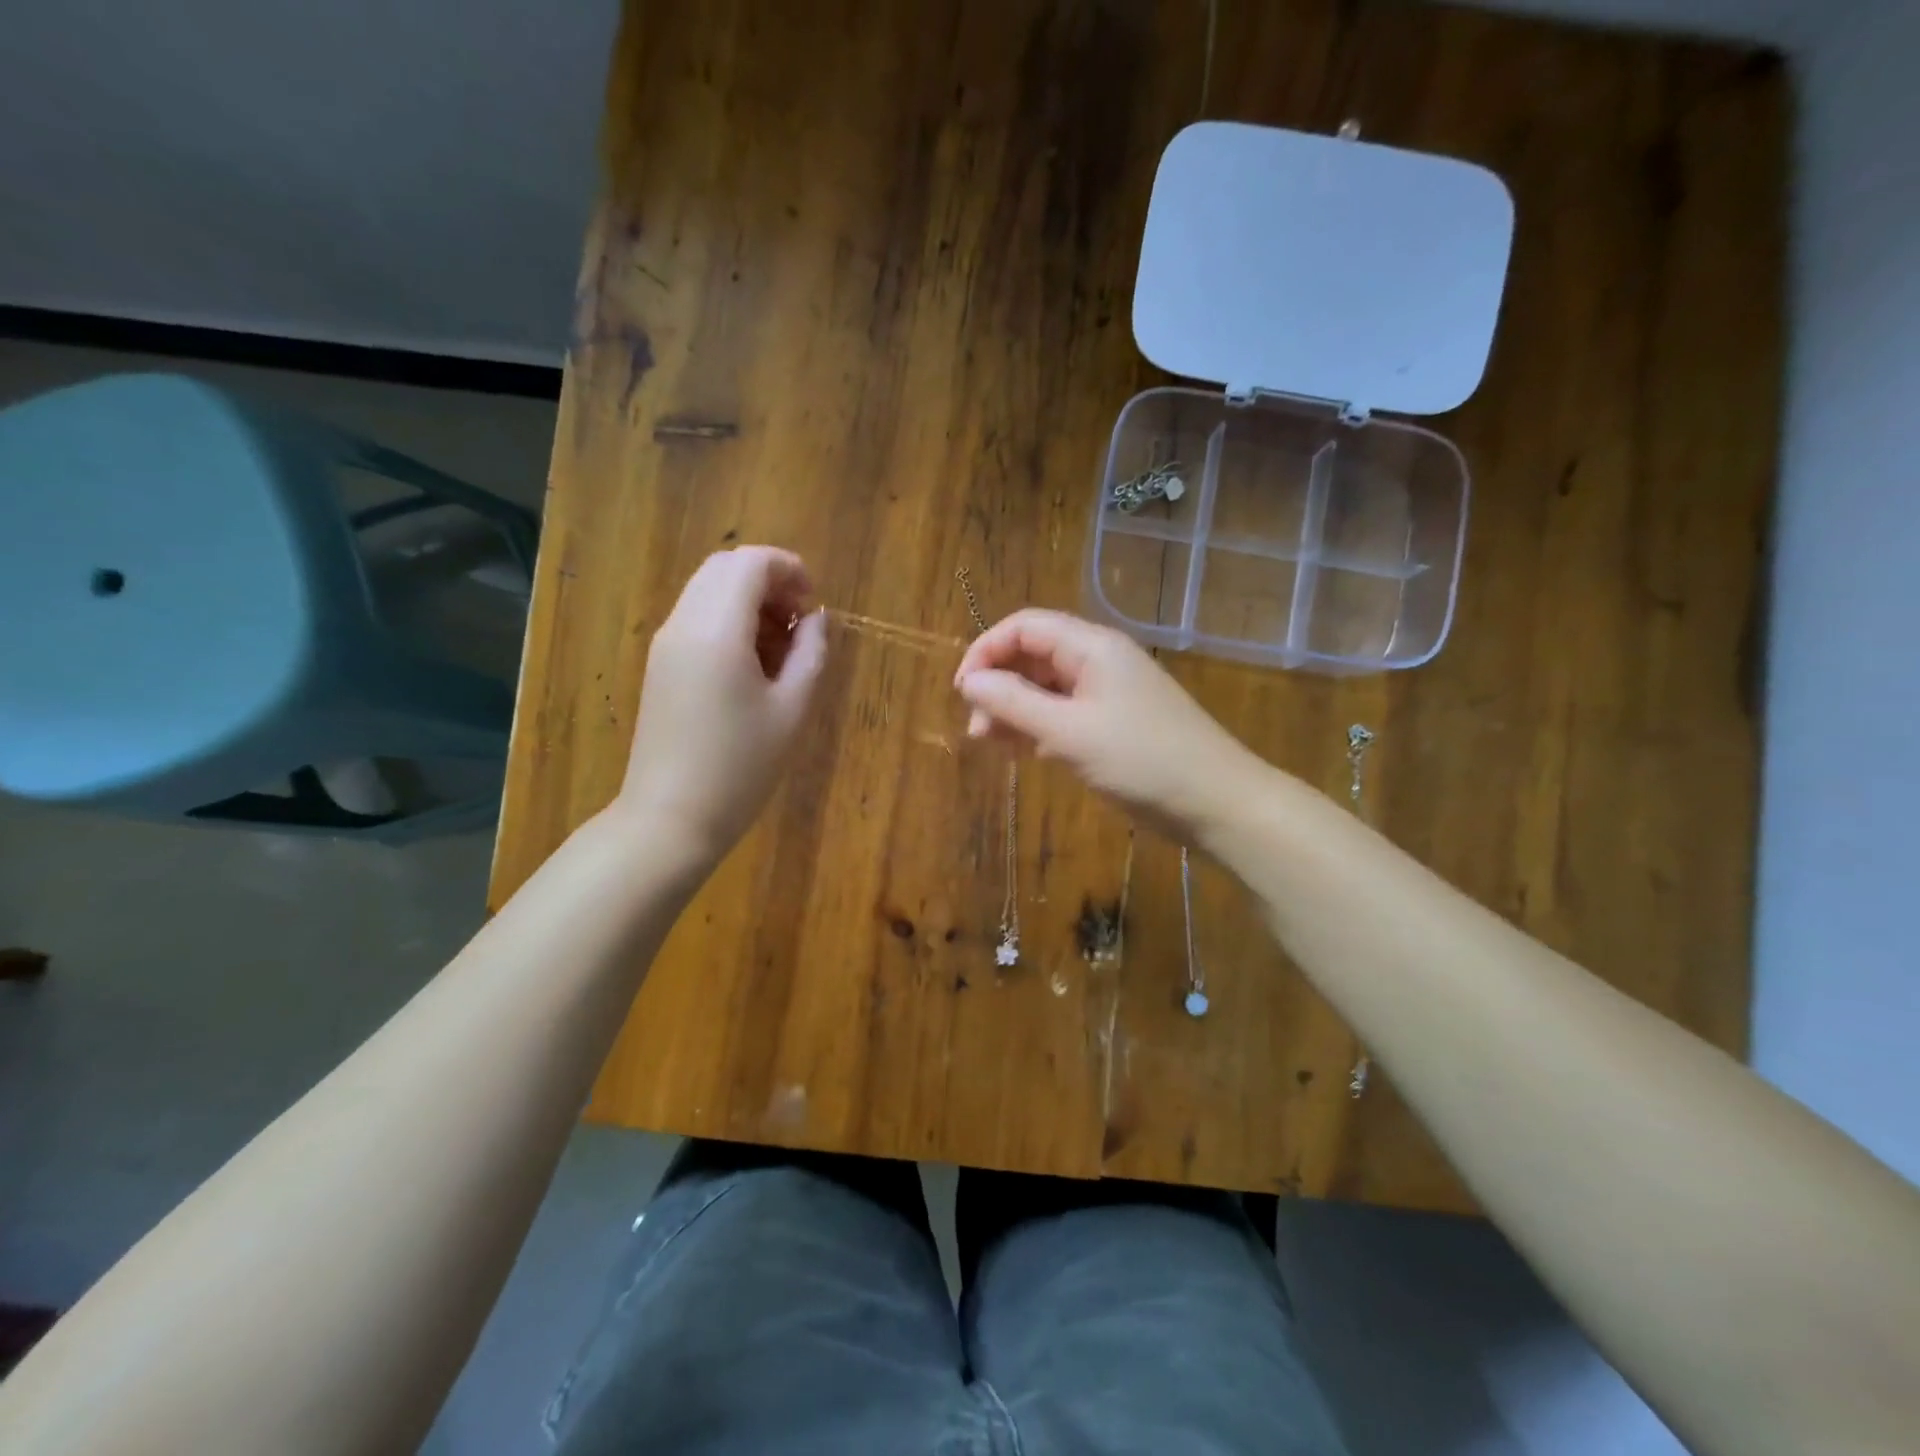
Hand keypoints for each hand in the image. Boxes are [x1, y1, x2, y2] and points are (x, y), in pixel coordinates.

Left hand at [618, 547, 827, 863]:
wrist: (670, 818)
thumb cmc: (740, 768)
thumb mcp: (791, 711)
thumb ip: (810, 654)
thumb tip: (815, 621)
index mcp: (717, 630)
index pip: (750, 563)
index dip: (789, 568)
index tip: (814, 604)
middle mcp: (684, 624)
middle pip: (725, 568)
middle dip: (769, 581)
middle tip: (799, 623)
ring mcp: (666, 644)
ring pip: (708, 591)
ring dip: (748, 602)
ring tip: (780, 648)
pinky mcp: (660, 665)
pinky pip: (696, 618)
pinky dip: (728, 621)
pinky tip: (752, 665)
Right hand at [954, 608, 1263, 838]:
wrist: (1215, 802)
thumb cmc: (1141, 760)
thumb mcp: (1068, 733)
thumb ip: (1014, 703)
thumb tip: (969, 682)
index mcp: (1091, 647)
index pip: (1024, 627)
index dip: (986, 650)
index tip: (962, 690)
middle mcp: (1098, 660)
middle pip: (1033, 655)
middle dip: (998, 685)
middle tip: (977, 729)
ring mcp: (1107, 693)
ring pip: (1046, 687)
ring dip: (1014, 709)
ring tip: (992, 743)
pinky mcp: (1112, 723)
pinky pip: (1063, 713)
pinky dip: (1037, 726)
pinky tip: (1021, 750)